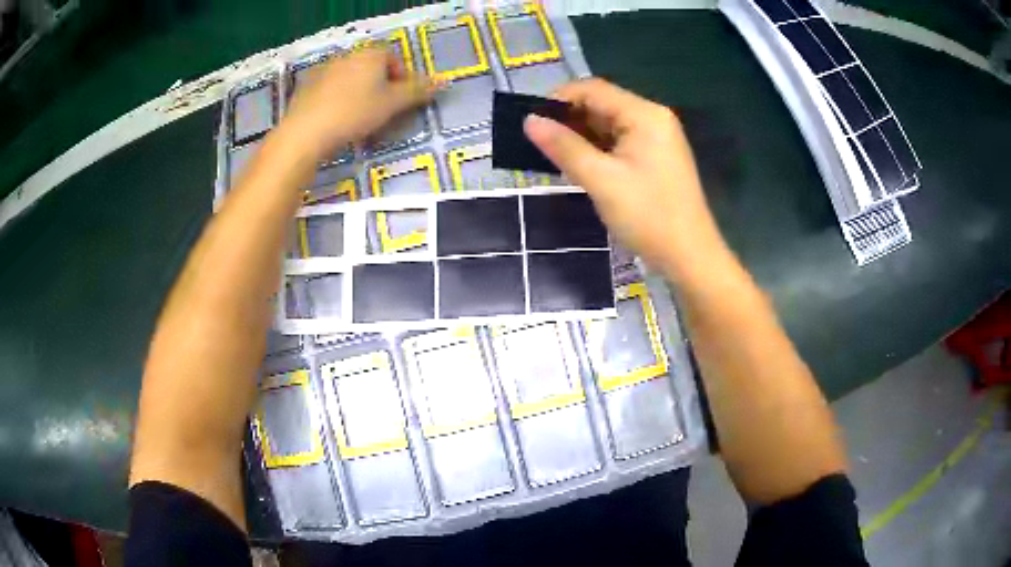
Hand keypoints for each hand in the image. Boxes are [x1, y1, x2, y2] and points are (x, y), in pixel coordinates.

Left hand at [281, 47, 436, 160]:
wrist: (306, 132)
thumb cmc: (355, 113)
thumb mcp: (393, 103)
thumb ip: (418, 91)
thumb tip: (445, 81)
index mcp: (370, 54)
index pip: (393, 58)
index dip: (401, 79)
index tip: (401, 101)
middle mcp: (347, 56)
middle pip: (371, 68)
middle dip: (380, 87)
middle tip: (382, 112)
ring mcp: (324, 70)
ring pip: (350, 80)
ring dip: (359, 95)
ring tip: (359, 121)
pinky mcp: (307, 87)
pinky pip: (330, 91)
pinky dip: (338, 101)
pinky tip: (337, 121)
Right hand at [524, 78, 722, 275]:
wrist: (689, 257)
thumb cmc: (648, 216)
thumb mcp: (601, 180)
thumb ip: (564, 147)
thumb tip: (529, 121)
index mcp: (644, 115)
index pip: (593, 89)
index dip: (558, 99)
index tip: (530, 120)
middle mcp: (652, 119)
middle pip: (601, 105)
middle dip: (568, 120)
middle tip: (536, 141)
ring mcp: (656, 139)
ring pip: (608, 125)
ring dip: (580, 136)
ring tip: (550, 155)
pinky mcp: (655, 158)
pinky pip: (619, 143)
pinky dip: (596, 150)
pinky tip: (577, 164)